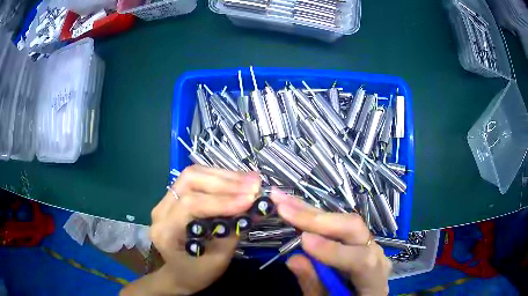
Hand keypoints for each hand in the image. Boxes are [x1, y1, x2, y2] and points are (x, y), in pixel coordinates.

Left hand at [121, 165, 260, 295]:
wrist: (178, 274)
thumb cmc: (196, 274)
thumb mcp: (217, 261)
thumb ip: (232, 233)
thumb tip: (252, 209)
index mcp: (166, 231)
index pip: (191, 205)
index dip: (222, 200)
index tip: (250, 200)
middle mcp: (161, 210)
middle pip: (190, 181)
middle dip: (225, 181)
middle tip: (255, 184)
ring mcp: (165, 201)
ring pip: (194, 175)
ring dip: (225, 176)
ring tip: (252, 180)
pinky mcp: (175, 197)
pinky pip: (197, 180)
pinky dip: (220, 178)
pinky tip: (238, 182)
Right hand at [270, 189, 391, 295]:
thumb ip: (314, 285)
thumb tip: (294, 259)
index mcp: (375, 279)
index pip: (362, 260)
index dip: (333, 250)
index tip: (303, 240)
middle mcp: (376, 255)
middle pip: (355, 230)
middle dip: (318, 220)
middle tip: (285, 210)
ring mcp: (367, 244)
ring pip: (344, 221)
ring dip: (310, 211)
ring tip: (282, 199)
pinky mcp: (356, 239)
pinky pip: (336, 224)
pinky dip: (313, 215)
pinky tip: (295, 205)